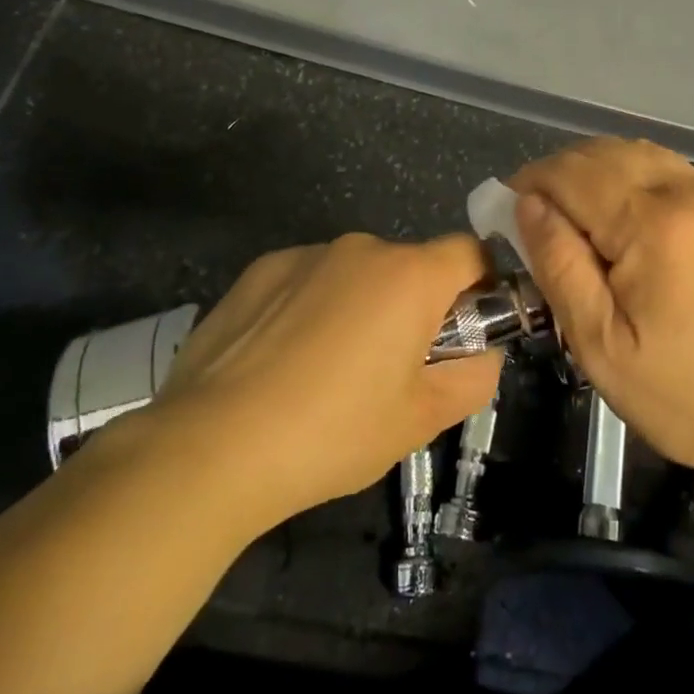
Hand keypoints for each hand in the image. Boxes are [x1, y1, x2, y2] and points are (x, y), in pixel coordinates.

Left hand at [151, 233, 501, 528]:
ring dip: (361, 307)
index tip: (464, 333)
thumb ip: (474, 376)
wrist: (212, 446)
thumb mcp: (422, 419)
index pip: (471, 252)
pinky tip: (283, 361)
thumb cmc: (333, 432)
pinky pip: (309, 280)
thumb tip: (481, 352)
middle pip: (411, 266)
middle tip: (393, 370)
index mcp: (410, 276)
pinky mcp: (260, 270)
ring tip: (328, 372)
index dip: (480, 287)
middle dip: (415, 307)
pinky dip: (313, 307)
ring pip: (357, 274)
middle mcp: (362, 248)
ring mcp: (306, 254)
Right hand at [512, 138, 693, 487]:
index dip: (531, 182)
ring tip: (575, 216)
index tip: (506, 210)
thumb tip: (527, 204)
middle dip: (561, 174)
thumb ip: (558, 263)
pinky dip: (634, 179)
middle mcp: (693, 193)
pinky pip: (671, 172)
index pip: (574, 173)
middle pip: (606, 153)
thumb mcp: (597, 343)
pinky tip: (623, 219)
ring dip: (596, 171)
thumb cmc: (679, 396)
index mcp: (656, 226)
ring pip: (639, 154)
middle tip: (537, 216)